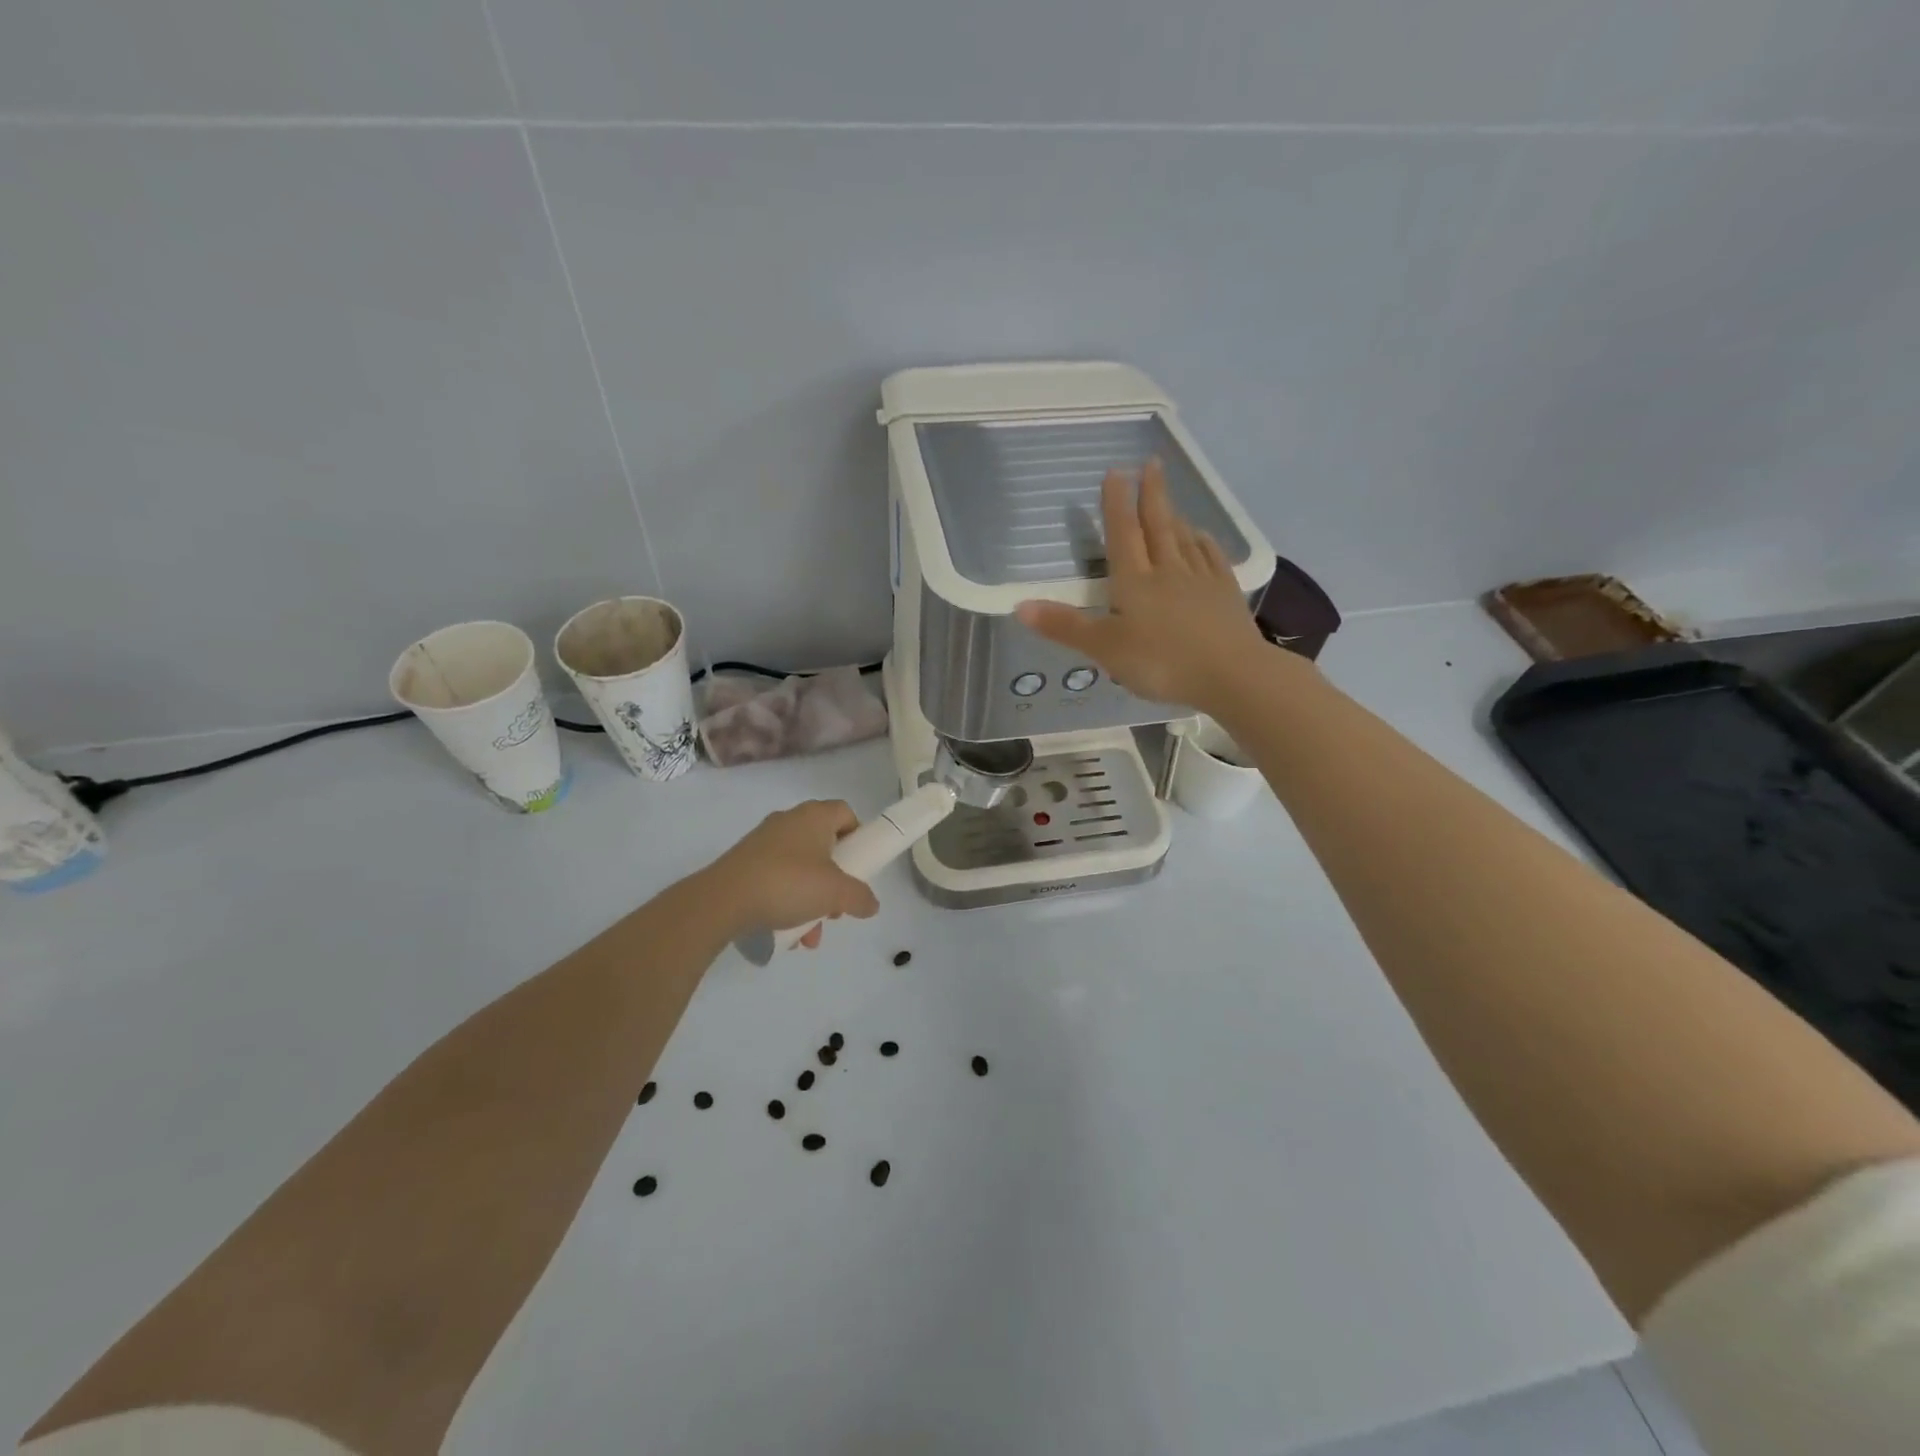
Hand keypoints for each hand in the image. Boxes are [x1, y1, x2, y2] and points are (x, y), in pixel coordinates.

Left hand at [703, 799, 880, 944]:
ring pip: (800, 869)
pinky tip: (788, 935)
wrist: (722, 900)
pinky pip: (776, 880)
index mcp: (814, 816)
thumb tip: (871, 904)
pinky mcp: (744, 864)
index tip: (859, 866)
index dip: (858, 837)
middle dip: (835, 880)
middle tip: (836, 906)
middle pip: (824, 846)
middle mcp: (788, 822)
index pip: (845, 813)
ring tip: (810, 933)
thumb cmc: (788, 883)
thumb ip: (860, 897)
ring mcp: (763, 843)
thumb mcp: (836, 893)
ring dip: (811, 901)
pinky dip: (786, 903)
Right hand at [1016, 458, 1267, 711]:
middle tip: (1151, 463)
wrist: (1231, 674)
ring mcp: (1200, 579)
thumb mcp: (1104, 649)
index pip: (1123, 534)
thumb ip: (1065, 626)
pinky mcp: (1225, 593)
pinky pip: (1212, 558)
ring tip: (1168, 498)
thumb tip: (1019, 606)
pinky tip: (1202, 536)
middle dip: (1151, 494)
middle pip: (1157, 525)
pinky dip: (1203, 542)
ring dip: (1174, 515)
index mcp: (1135, 581)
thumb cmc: (1161, 662)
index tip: (1116, 472)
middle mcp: (1167, 570)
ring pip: (1183, 538)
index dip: (1117, 503)